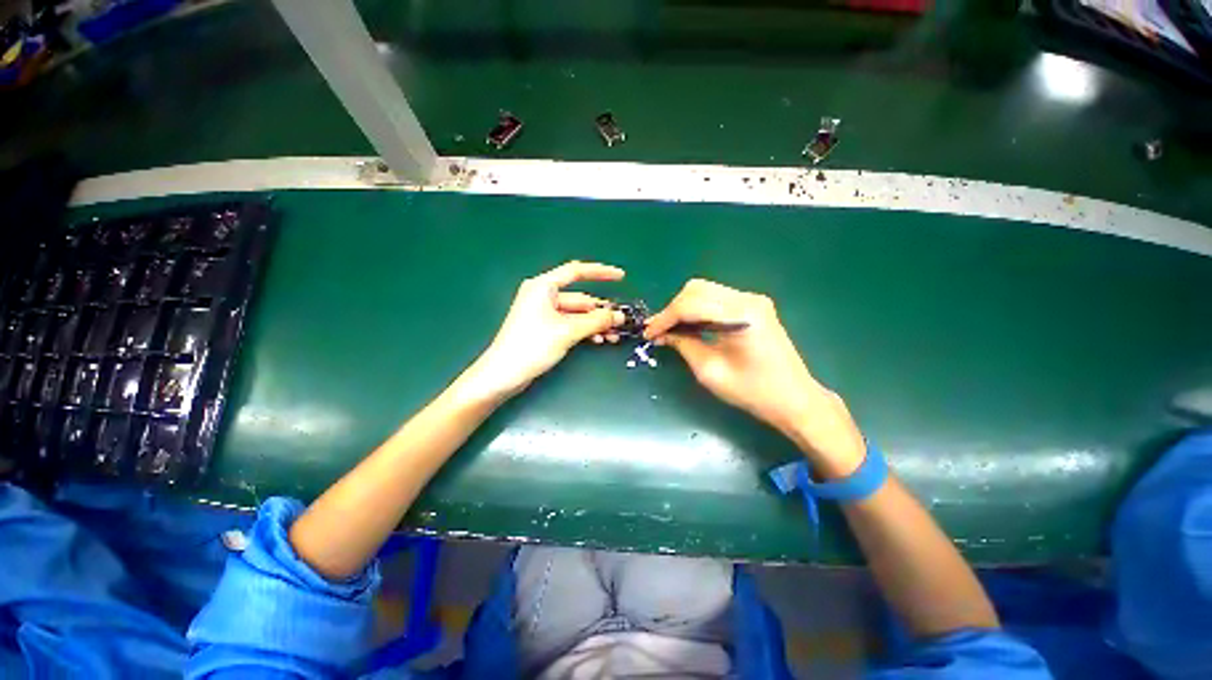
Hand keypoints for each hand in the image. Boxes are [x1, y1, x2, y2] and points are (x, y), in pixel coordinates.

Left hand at [459, 261, 625, 401]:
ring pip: (577, 314)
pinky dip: (585, 330)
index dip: (600, 272)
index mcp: (543, 286)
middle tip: (621, 322)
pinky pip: (570, 324)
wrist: (504, 374)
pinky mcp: (545, 329)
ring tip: (614, 336)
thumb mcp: (568, 331)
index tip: (621, 276)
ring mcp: (544, 313)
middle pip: (579, 298)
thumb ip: (596, 321)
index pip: (576, 272)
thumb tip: (619, 316)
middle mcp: (544, 296)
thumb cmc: (533, 345)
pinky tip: (598, 340)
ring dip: (595, 323)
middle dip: (601, 310)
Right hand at [645, 279, 864, 473]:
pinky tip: (690, 326)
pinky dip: (698, 309)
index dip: (665, 318)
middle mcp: (748, 298)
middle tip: (660, 331)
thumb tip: (662, 334)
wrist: (794, 399)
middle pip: (696, 289)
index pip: (690, 304)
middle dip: (673, 309)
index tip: (649, 333)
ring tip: (671, 329)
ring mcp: (753, 300)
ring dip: (684, 307)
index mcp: (740, 314)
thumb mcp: (710, 371)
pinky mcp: (754, 306)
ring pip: (705, 290)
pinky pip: (716, 299)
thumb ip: (684, 345)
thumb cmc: (753, 391)